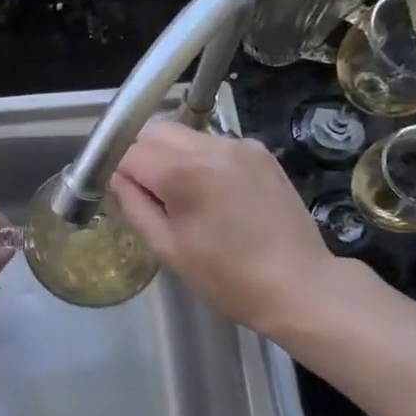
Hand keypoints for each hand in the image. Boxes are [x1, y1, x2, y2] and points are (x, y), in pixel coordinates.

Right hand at [112, 122, 356, 337]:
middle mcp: (210, 147)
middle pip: (154, 131)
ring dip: (172, 155)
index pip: (129, 152)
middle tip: (149, 192)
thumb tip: (117, 178)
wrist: (299, 285)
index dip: (118, 171)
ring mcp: (239, 145)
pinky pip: (214, 143)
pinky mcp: (260, 152)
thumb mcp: (168, 249)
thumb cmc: (227, 278)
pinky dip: (203, 159)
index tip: (122, 192)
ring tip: (185, 195)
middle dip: (142, 155)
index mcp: (183, 173)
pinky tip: (216, 193)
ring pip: (184, 134)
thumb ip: (134, 205)